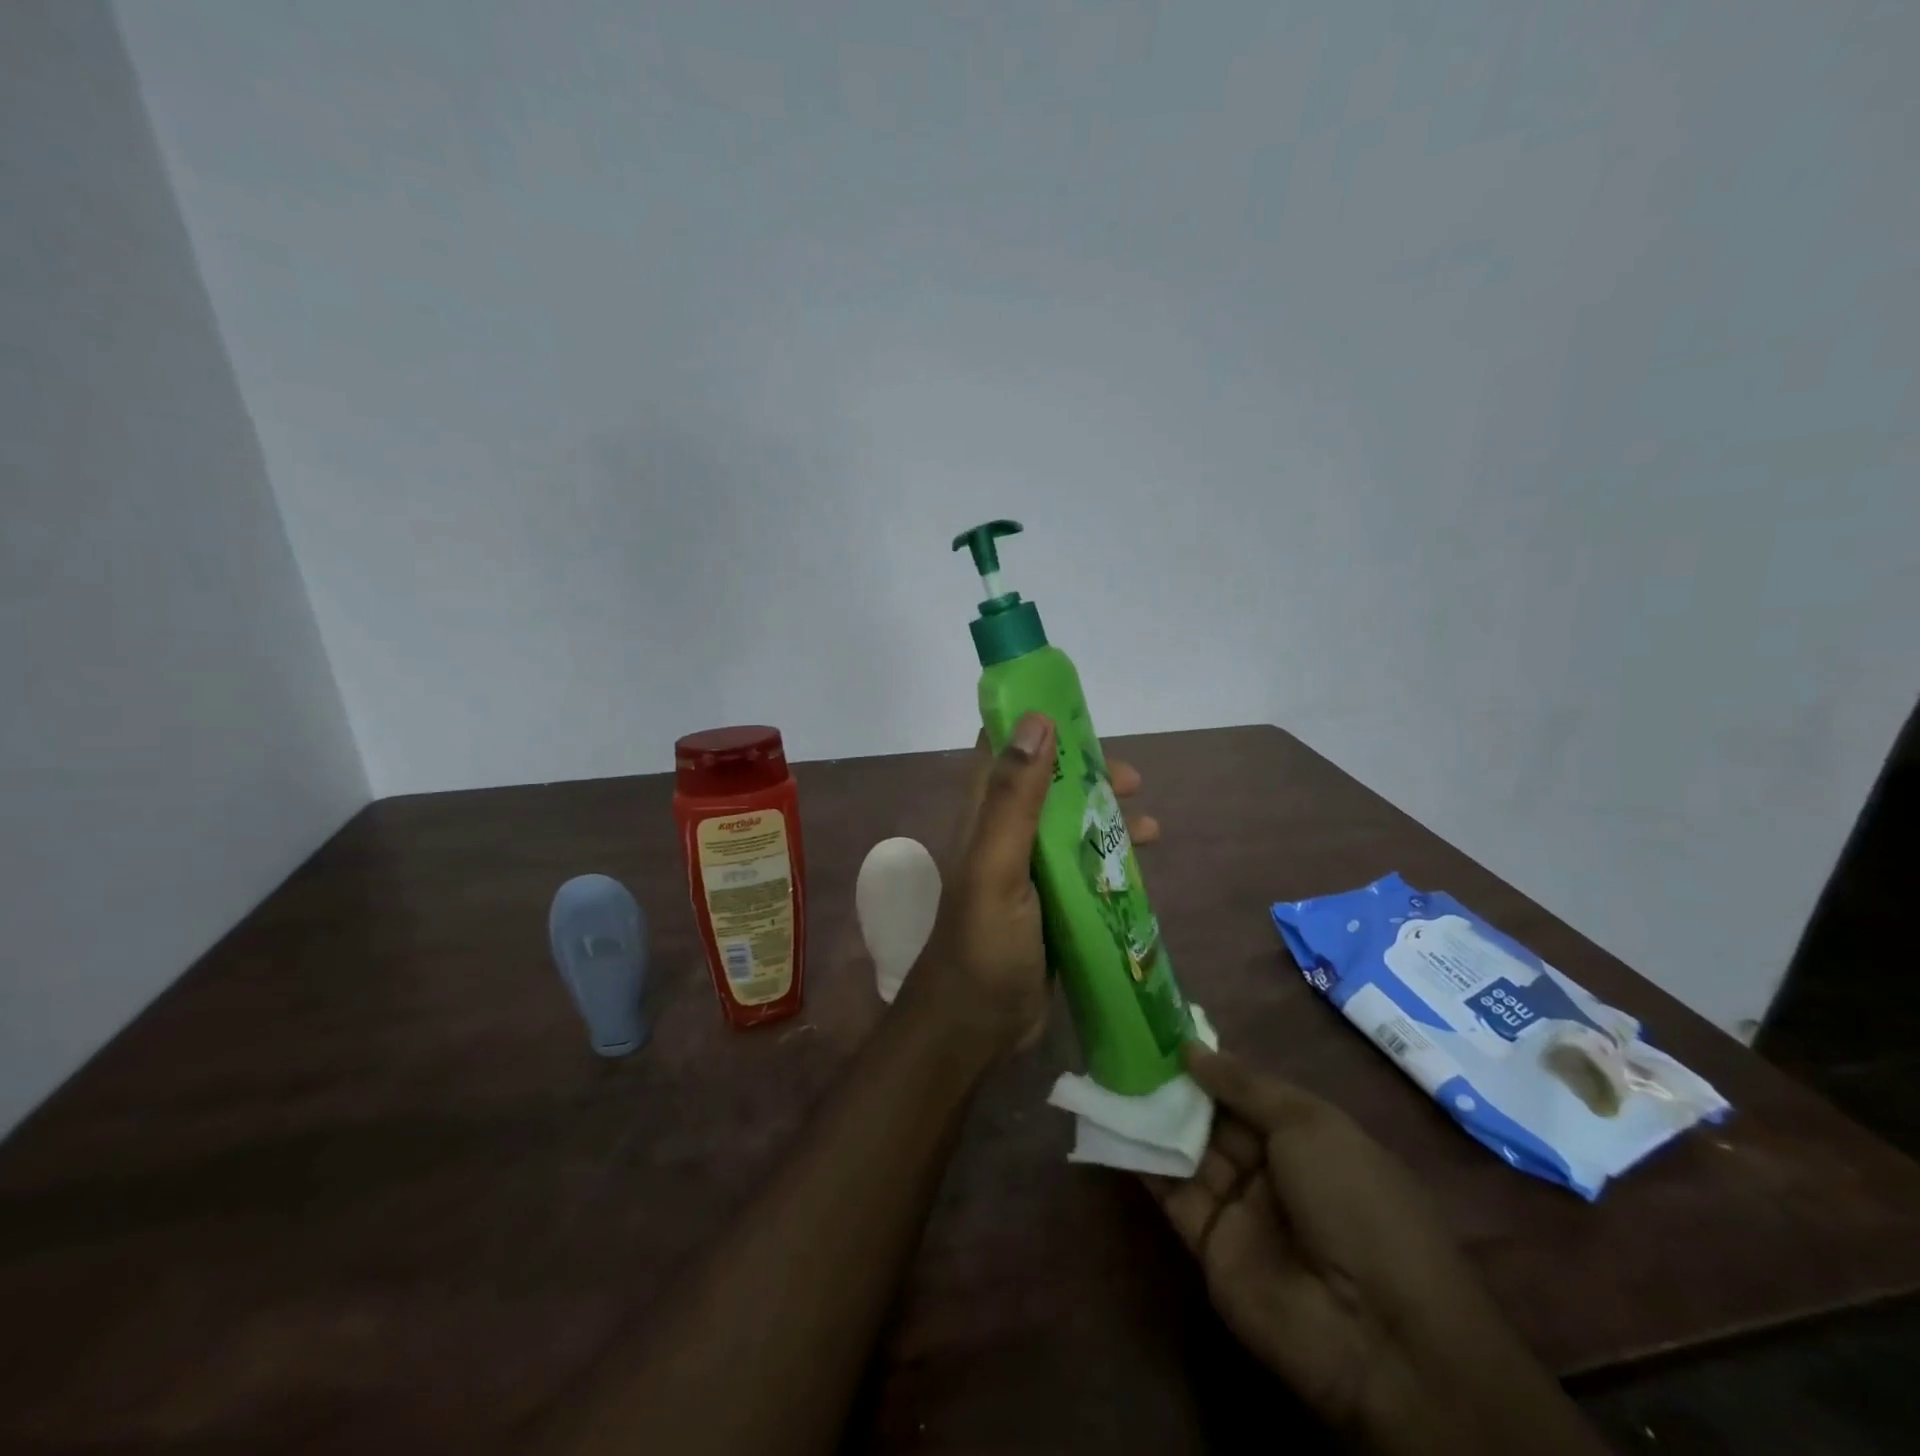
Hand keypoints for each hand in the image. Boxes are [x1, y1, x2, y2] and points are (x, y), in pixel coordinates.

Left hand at [903, 716, 1156, 1061]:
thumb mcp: (996, 866)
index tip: (1077, 711)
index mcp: (984, 816)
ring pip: (1071, 824)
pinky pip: (1084, 865)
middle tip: (1132, 780)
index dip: (1032, 723)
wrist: (976, 1027)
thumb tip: (1038, 720)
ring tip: (1151, 822)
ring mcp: (1029, 870)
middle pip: (1047, 783)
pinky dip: (1113, 856)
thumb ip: (1014, 798)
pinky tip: (1144, 865)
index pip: (1000, 748)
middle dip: (1087, 773)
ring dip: (1107, 814)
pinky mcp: (1051, 903)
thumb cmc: (983, 945)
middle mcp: (1004, 834)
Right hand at [1146, 1045, 1606, 1455]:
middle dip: (1172, 1083)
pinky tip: (1111, 1122)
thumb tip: (1191, 1048)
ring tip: (1107, 1071)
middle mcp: (1271, 1168)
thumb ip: (1244, 1084)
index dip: (1209, 1062)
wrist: (1378, 1332)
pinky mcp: (1208, 1244)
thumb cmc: (1356, 1203)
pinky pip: (1170, 1192)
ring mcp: (1239, 1207)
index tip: (1162, 1028)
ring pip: (1186, 1149)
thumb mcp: (1309, 1123)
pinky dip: (1141, 1158)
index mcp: (1307, 1136)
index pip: (1246, 1090)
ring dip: (1151, 1114)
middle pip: (1212, 1116)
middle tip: (1123, 1042)